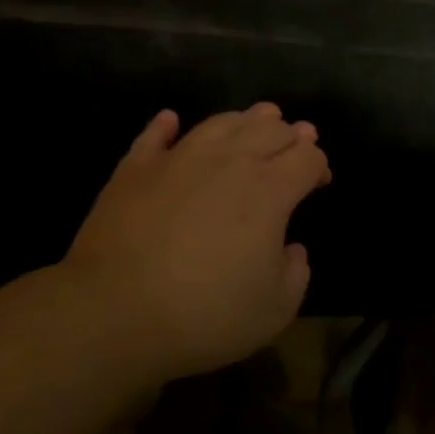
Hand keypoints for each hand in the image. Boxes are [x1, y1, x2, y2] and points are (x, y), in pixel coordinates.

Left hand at [62, 103, 330, 380]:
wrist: (114, 313)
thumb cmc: (206, 314)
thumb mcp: (275, 309)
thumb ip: (296, 272)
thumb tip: (290, 249)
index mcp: (269, 191)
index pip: (307, 158)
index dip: (319, 165)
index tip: (320, 180)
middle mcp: (229, 162)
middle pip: (270, 130)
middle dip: (291, 134)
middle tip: (298, 140)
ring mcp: (178, 159)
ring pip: (221, 122)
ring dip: (246, 119)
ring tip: (257, 119)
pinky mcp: (135, 169)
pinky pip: (155, 135)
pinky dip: (167, 125)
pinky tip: (171, 120)